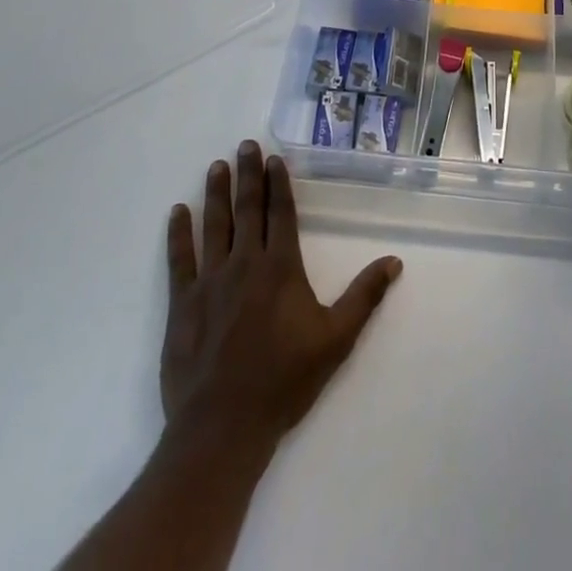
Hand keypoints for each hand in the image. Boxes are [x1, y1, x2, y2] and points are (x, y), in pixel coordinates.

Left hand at [161, 141, 401, 460]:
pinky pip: (180, 259)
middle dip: (248, 175)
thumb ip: (364, 297)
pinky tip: (177, 212)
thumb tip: (394, 261)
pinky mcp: (183, 304)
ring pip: (214, 226)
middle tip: (244, 145)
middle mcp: (245, 263)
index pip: (281, 214)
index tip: (274, 158)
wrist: (224, 427)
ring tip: (216, 166)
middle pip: (248, 209)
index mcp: (281, 268)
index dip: (279, 184)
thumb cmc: (284, 381)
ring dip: (216, 194)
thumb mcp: (336, 340)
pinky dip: (178, 234)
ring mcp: (211, 281)